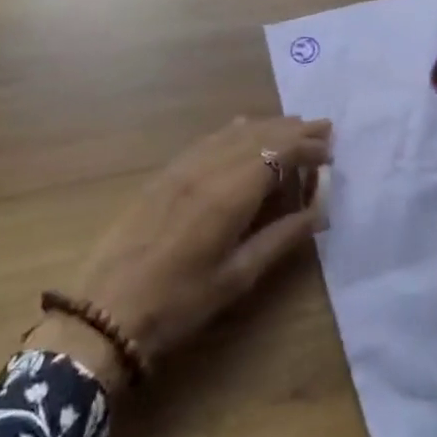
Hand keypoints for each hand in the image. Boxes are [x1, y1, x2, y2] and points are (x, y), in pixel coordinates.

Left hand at [58, 116, 332, 379]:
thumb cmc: (178, 303)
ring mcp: (184, 166)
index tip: (331, 151)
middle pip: (260, 134)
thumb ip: (281, 238)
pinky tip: (244, 130)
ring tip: (293, 126)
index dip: (307, 147)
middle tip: (324, 128)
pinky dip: (237, 130)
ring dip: (268, 126)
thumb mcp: (237, 277)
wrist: (105, 311)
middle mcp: (209, 167)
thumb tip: (319, 211)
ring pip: (234, 132)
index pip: (278, 152)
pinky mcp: (166, 172)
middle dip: (294, 129)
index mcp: (230, 193)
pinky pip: (211, 138)